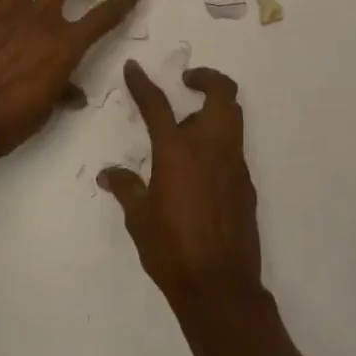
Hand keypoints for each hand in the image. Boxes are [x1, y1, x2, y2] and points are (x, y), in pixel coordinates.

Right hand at [99, 60, 262, 314]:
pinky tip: (199, 169)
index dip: (143, 83)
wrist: (220, 287)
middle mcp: (211, 149)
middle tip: (187, 81)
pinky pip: (234, 149)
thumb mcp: (139, 218)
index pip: (158, 105)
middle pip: (222, 94)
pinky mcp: (246, 185)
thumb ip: (127, 188)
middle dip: (207, 78)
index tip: (134, 68)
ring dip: (214, 109)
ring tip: (188, 126)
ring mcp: (234, 165)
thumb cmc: (171, 250)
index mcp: (177, 152)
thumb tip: (109, 174)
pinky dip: (218, 142)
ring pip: (233, 118)